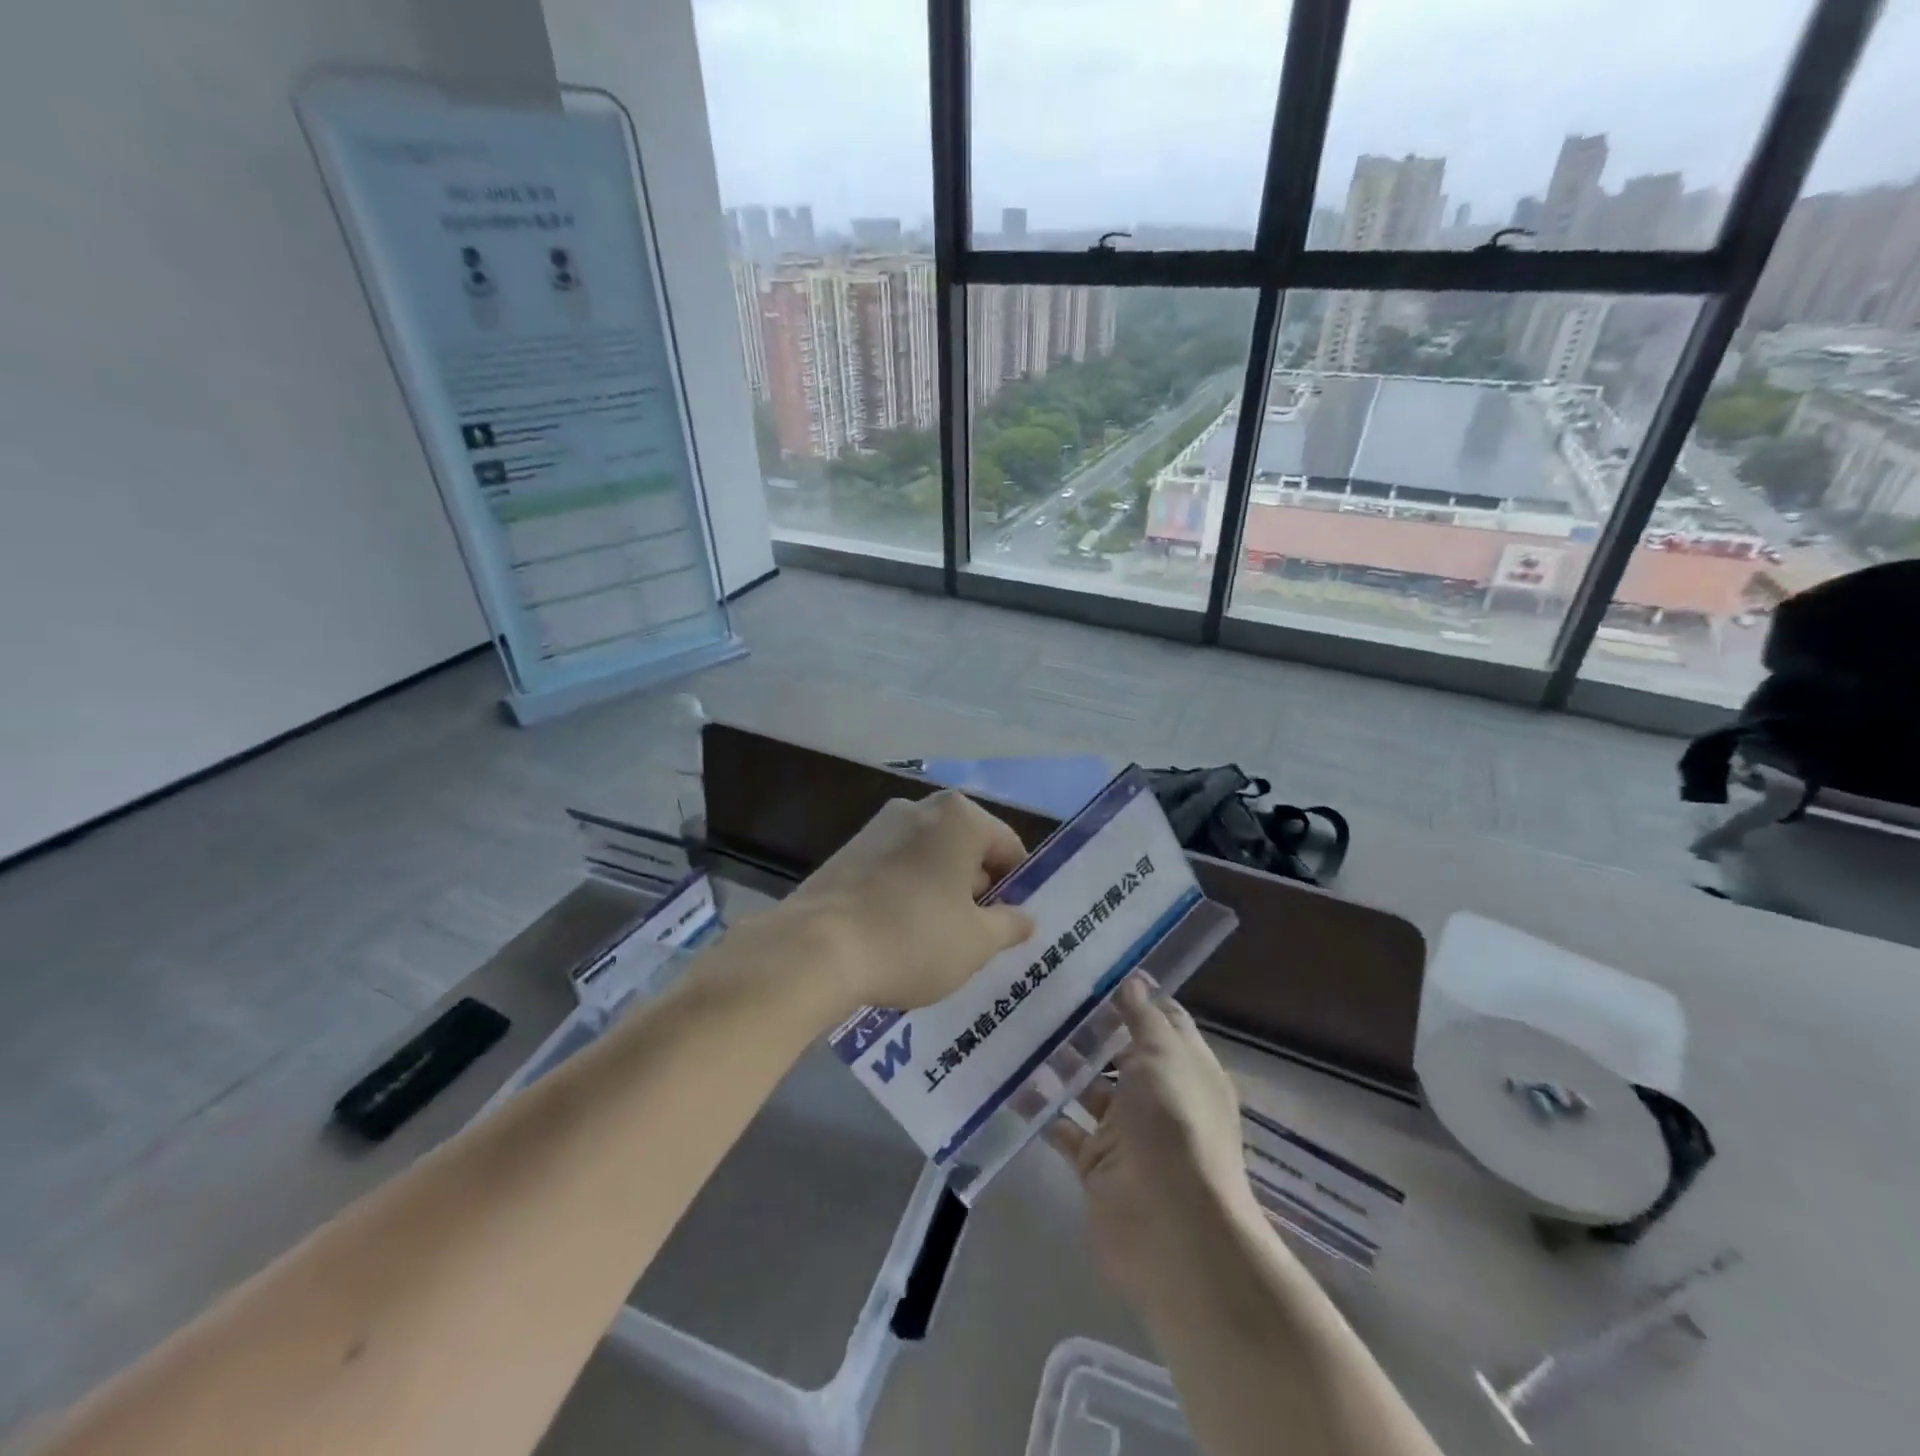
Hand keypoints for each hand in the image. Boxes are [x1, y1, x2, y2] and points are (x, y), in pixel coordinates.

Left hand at [791, 790, 1035, 1011]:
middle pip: (967, 849)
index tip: (1009, 926)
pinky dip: (906, 893)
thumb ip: (1010, 925)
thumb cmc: (913, 937)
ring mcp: (878, 826)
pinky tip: (897, 933)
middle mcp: (920, 808)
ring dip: (941, 893)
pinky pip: (895, 868)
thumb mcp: (977, 942)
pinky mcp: (848, 850)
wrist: (815, 948)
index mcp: (960, 817)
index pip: (1008, 848)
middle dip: (976, 890)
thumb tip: (1024, 917)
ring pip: (929, 859)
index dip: (1016, 888)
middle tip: (976, 938)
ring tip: (935, 940)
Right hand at [1046, 977, 1270, 1310]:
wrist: (1172, 1230)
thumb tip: (1132, 978)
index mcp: (1186, 1068)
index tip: (1094, 968)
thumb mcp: (1163, 1055)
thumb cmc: (1175, 1126)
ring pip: (1090, 1088)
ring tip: (1021, 1030)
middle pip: (1121, 1052)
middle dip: (1088, 1028)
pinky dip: (1043, 1110)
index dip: (1134, 995)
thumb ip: (1143, 1016)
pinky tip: (1013, 1083)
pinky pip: (1065, 1128)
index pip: (1162, 1020)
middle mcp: (1159, 1097)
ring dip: (1062, 1065)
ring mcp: (1127, 1132)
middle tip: (1043, 994)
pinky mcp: (1096, 1164)